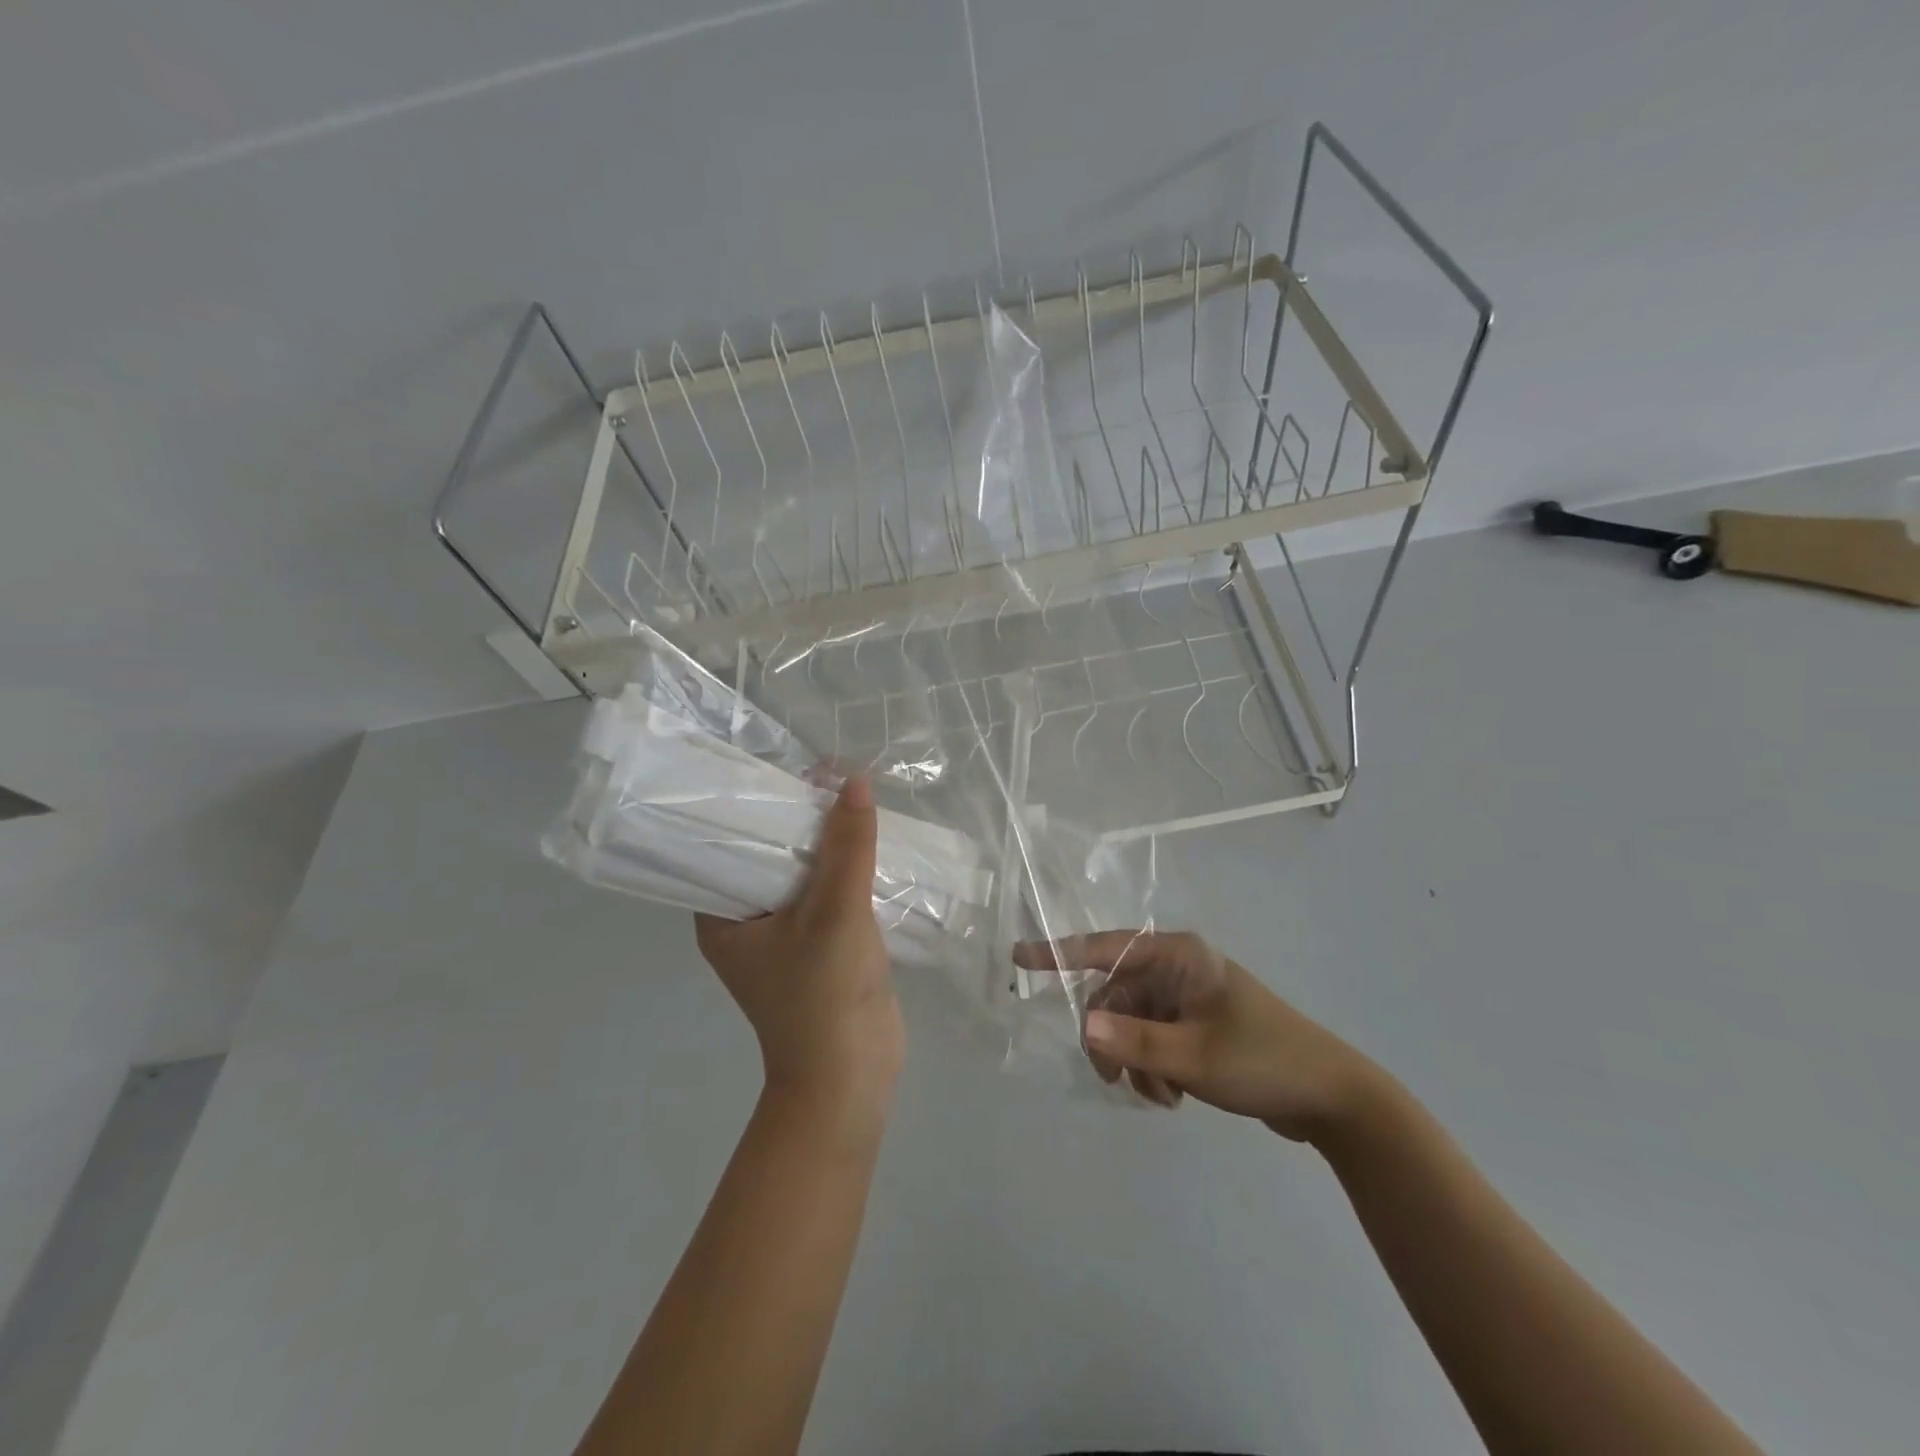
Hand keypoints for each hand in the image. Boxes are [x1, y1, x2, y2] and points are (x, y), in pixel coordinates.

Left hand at [695, 776, 903, 1109]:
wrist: (853, 1077)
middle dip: (799, 819)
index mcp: (722, 916)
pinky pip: (828, 894)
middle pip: (769, 855)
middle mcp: (746, 922)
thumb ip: (847, 847)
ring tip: (851, 797)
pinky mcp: (819, 946)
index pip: (726, 844)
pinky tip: (869, 842)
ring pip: (803, 874)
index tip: (785, 769)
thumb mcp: (835, 912)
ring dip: (827, 844)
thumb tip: (855, 781)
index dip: (754, 806)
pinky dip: (846, 870)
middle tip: (829, 775)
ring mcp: (784, 936)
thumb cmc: (824, 996)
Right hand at [1013, 930, 1380, 1142]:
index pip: (1104, 948)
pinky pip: (1150, 1041)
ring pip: (1129, 1026)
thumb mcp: (1194, 1056)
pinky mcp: (1194, 1026)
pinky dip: (1151, 1070)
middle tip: (1116, 1079)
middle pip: (1114, 997)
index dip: (1058, 952)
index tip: (1018, 958)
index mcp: (1177, 956)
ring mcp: (1185, 999)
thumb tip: (1082, 1026)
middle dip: (1110, 1041)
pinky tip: (1174, 1096)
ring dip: (1134, 1063)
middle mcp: (1176, 969)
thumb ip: (1134, 1042)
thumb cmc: (1263, 1060)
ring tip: (1162, 1095)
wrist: (1331, 1098)